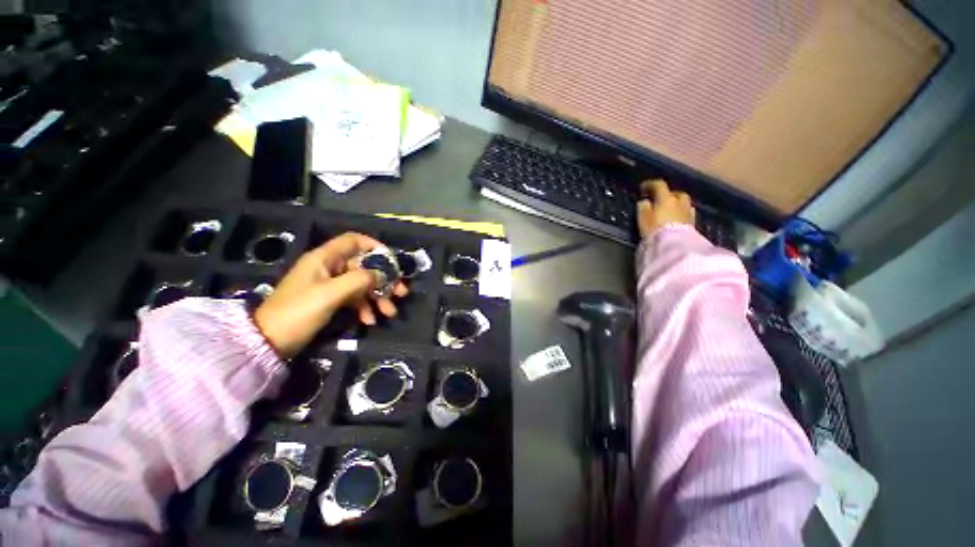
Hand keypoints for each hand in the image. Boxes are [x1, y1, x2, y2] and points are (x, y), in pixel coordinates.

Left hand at [253, 232, 408, 357]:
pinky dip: (364, 307)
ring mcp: (330, 285)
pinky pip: (354, 298)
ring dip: (378, 297)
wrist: (269, 342)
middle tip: (401, 293)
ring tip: (389, 312)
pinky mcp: (330, 300)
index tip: (392, 261)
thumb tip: (383, 274)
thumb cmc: (298, 312)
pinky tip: (370, 320)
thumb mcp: (330, 294)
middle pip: (364, 266)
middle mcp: (329, 268)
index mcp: (324, 258)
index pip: (354, 241)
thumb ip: (359, 280)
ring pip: (362, 284)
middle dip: (384, 280)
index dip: (375, 246)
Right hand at [637, 179, 695, 238]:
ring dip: (675, 203)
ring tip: (668, 209)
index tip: (642, 188)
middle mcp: (679, 202)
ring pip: (683, 202)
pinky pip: (686, 213)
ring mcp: (688, 212)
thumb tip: (645, 201)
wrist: (673, 245)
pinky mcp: (692, 223)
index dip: (650, 185)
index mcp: (666, 198)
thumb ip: (643, 207)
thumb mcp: (643, 218)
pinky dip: (681, 212)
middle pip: (675, 193)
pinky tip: (677, 218)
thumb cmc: (655, 230)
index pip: (659, 185)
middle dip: (666, 194)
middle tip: (657, 200)